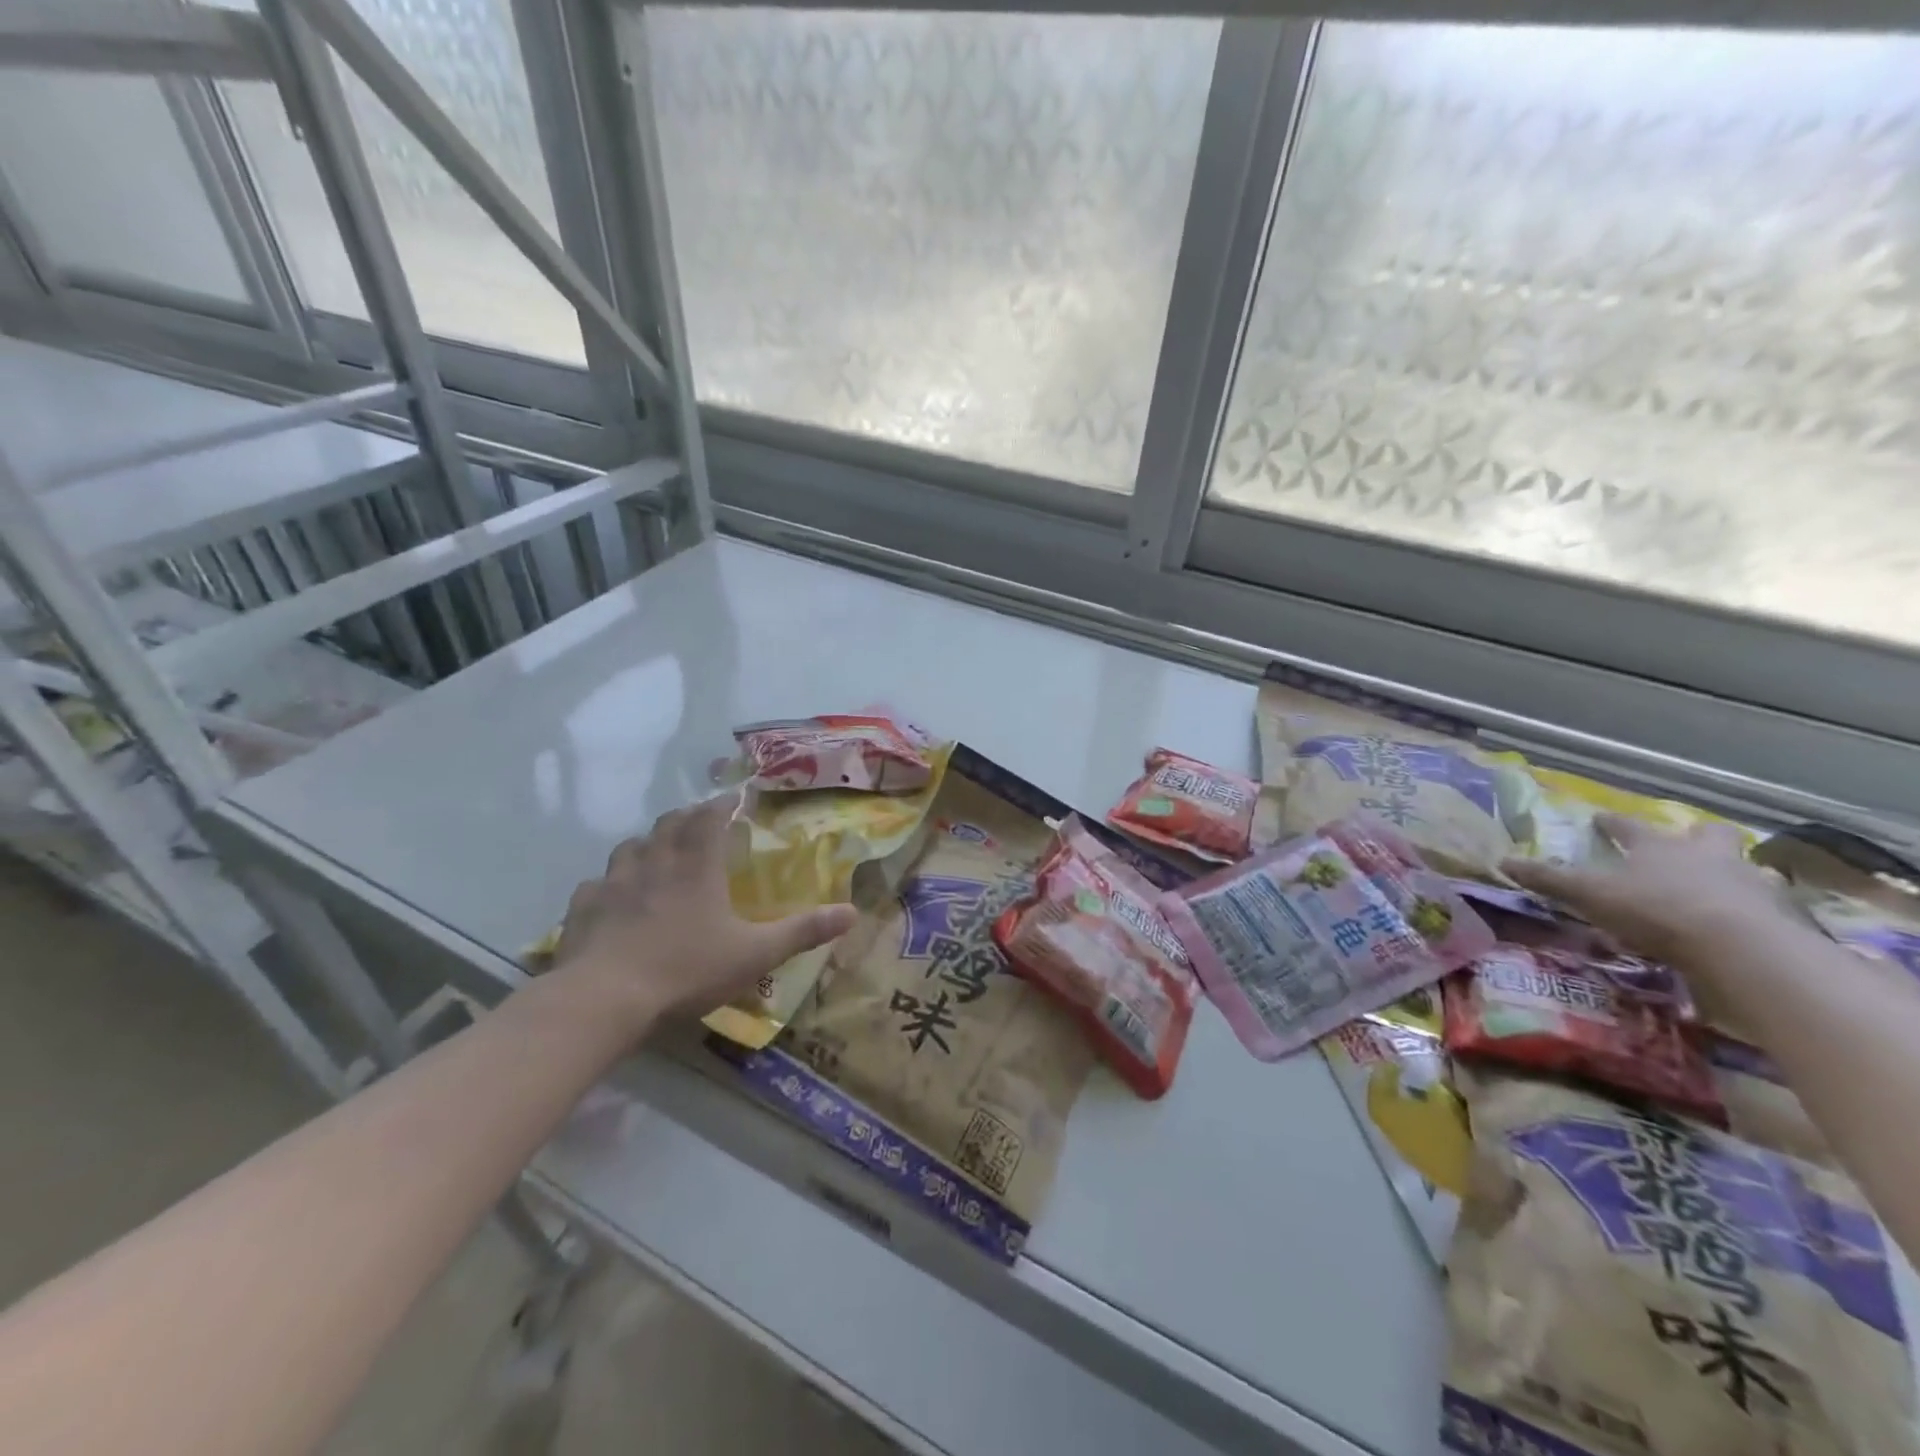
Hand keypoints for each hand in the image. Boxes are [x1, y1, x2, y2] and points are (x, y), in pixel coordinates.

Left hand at [550, 793, 857, 1033]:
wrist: (604, 1000)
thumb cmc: (686, 970)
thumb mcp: (755, 954)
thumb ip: (802, 931)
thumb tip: (852, 912)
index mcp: (697, 867)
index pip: (710, 818)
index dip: (723, 804)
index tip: (734, 799)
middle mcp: (655, 863)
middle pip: (669, 824)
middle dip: (686, 818)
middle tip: (699, 825)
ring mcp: (613, 883)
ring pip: (630, 847)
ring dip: (647, 845)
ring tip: (657, 856)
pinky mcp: (583, 909)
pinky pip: (596, 884)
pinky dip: (609, 884)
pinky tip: (614, 899)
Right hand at [1502, 815, 1790, 968]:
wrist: (1739, 948)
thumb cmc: (1655, 909)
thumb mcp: (1589, 894)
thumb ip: (1549, 879)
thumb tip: (1501, 861)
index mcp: (1656, 846)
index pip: (1627, 827)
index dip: (1611, 824)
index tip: (1599, 818)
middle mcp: (1705, 856)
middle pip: (1704, 836)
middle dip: (1695, 837)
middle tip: (1687, 844)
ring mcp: (1749, 885)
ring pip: (1744, 868)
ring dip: (1735, 872)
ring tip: (1724, 885)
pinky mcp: (1779, 917)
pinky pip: (1767, 907)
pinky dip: (1757, 910)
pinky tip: (1748, 922)